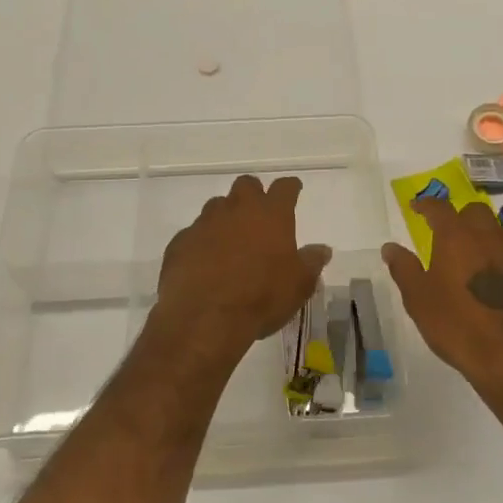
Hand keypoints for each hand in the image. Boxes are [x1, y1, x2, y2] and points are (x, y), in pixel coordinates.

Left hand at [150, 175, 331, 371]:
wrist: (204, 317)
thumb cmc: (261, 297)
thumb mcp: (298, 285)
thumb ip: (311, 263)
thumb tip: (322, 249)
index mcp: (271, 214)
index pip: (284, 188)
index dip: (290, 187)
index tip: (293, 189)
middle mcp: (237, 209)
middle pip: (246, 185)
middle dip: (253, 194)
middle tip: (259, 213)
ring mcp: (205, 223)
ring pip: (217, 206)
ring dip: (225, 217)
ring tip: (230, 241)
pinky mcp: (180, 242)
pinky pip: (193, 234)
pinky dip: (201, 243)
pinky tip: (204, 263)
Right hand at [382, 196, 502, 402]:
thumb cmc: (456, 325)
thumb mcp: (418, 299)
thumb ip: (404, 268)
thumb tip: (390, 247)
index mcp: (457, 237)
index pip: (440, 208)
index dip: (426, 205)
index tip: (417, 207)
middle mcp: (489, 239)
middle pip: (475, 212)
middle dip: (460, 216)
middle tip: (446, 233)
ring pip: (497, 235)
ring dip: (482, 240)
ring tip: (469, 263)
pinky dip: (499, 264)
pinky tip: (491, 287)